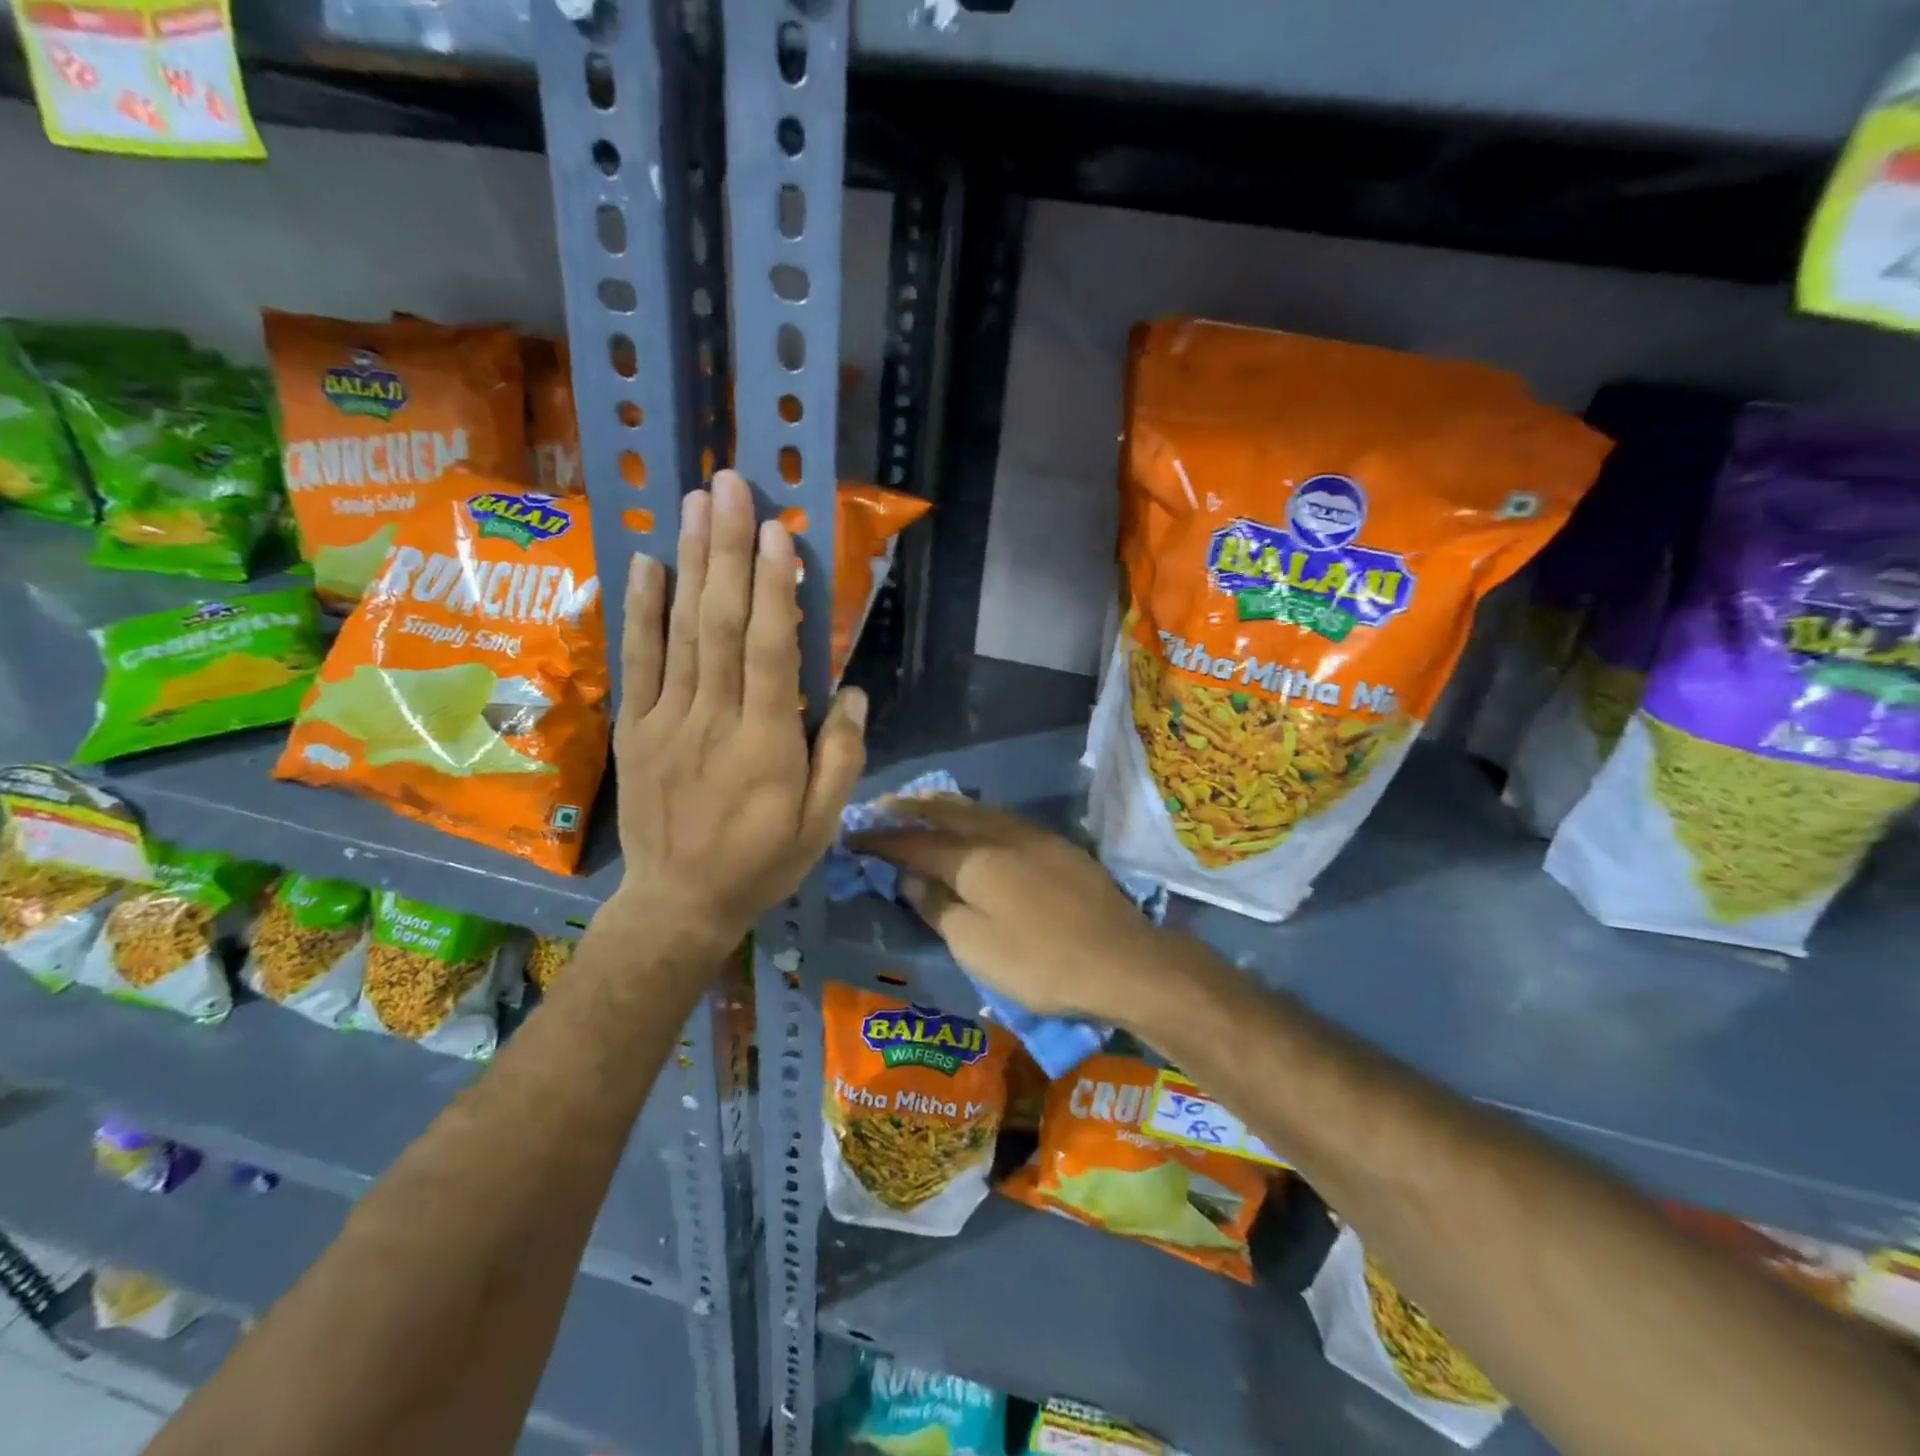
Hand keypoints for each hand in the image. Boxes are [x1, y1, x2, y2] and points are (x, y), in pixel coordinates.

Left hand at [610, 470, 865, 954]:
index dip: (775, 589)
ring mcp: (666, 721)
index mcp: (767, 744)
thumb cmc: (762, 862)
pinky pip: (636, 661)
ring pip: (680, 631)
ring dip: (689, 563)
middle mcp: (713, 720)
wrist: (678, 902)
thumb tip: (851, 693)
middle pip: (721, 624)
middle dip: (728, 550)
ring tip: (696, 504)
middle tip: (733, 487)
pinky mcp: (635, 729)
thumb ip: (841, 758)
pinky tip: (648, 564)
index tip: (779, 532)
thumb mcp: (822, 826)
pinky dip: (641, 610)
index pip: (771, 652)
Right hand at [851, 796, 1165, 1020]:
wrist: (1124, 960)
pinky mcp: (1057, 846)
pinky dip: (976, 815)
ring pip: (978, 809)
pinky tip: (975, 823)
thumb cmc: (1041, 962)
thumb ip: (938, 907)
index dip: (882, 841)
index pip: (915, 843)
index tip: (854, 838)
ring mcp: (1033, 837)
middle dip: (911, 808)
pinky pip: (1002, 818)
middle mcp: (1000, 835)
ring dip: (945, 805)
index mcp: (974, 859)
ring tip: (922, 804)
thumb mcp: (975, 946)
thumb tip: (909, 879)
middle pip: (947, 812)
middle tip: (883, 806)